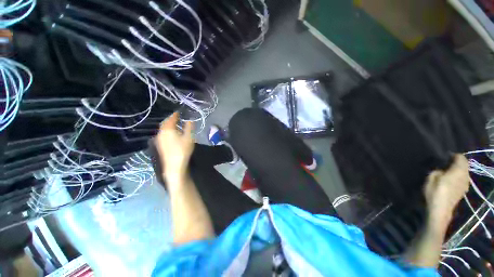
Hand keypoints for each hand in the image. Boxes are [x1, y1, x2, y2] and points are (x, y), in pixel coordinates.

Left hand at [154, 112, 194, 182]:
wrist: (174, 165)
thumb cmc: (183, 149)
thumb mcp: (189, 137)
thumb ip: (189, 127)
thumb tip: (189, 120)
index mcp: (168, 129)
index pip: (171, 119)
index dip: (175, 115)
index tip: (179, 112)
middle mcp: (161, 133)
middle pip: (165, 123)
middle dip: (171, 119)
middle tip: (177, 118)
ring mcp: (159, 140)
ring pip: (163, 129)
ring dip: (169, 125)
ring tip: (176, 125)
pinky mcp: (160, 145)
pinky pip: (163, 134)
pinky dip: (168, 131)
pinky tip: (172, 134)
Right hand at [424, 155, 469, 228]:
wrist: (440, 210)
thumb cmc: (435, 192)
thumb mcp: (431, 178)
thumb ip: (438, 170)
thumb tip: (442, 169)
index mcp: (458, 171)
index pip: (460, 158)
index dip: (453, 155)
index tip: (444, 156)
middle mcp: (465, 176)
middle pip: (464, 165)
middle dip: (456, 162)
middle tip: (445, 163)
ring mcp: (465, 184)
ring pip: (464, 172)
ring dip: (458, 169)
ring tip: (447, 171)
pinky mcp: (463, 190)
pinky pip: (463, 178)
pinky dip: (458, 176)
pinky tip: (450, 180)